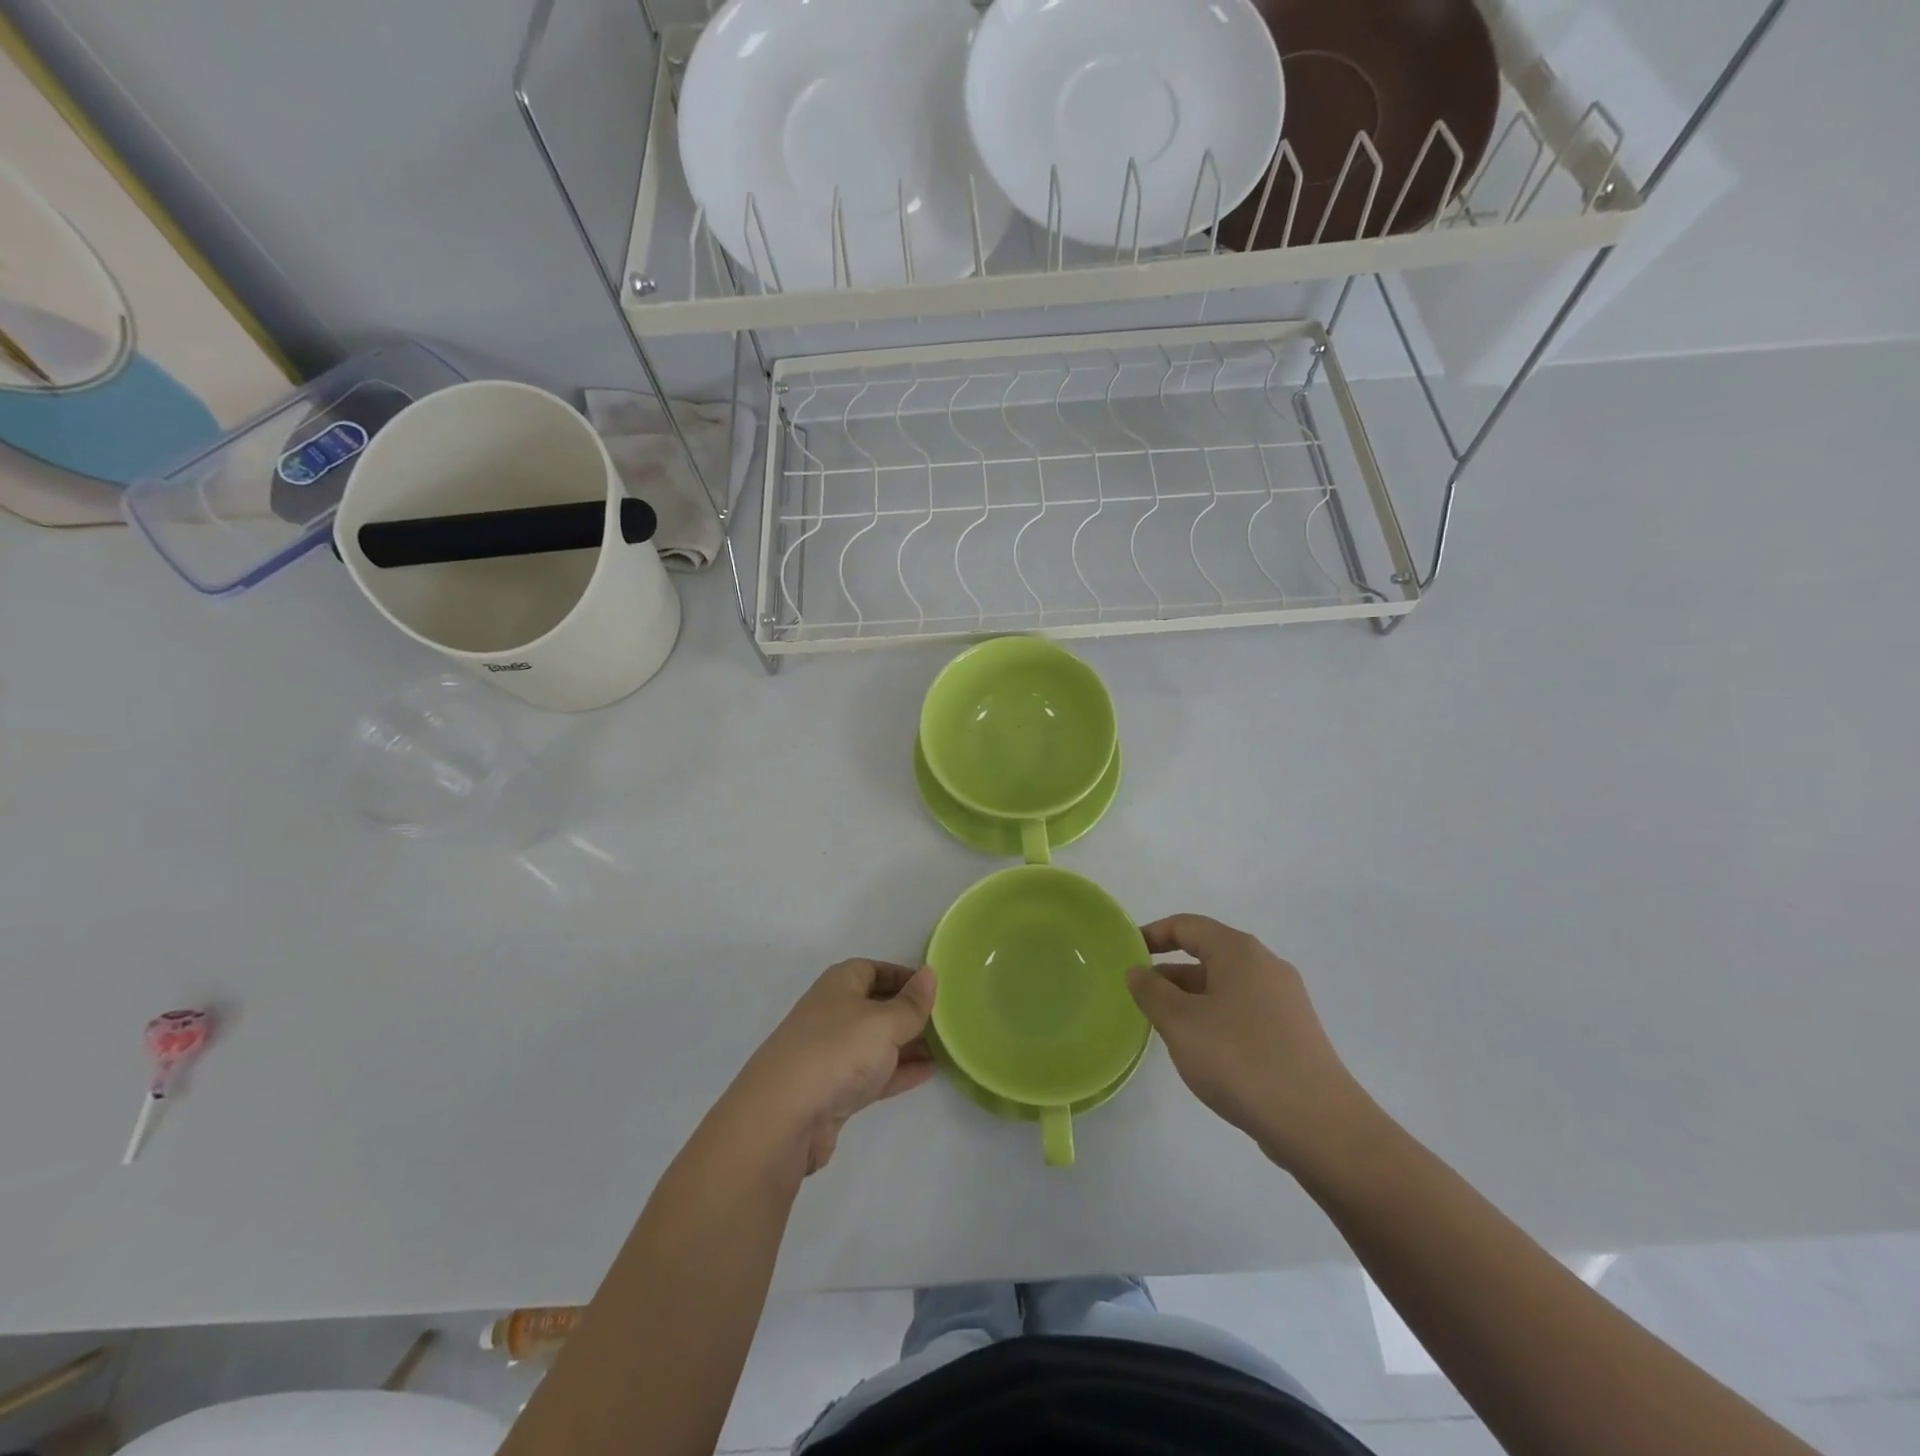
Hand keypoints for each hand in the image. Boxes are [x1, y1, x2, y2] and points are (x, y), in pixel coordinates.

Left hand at [726, 961, 936, 1175]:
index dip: (903, 976)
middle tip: (946, 1021)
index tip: (934, 988)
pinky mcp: (834, 1091)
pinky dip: (898, 1071)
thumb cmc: (837, 1051)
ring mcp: (831, 1054)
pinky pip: (873, 1073)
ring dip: (907, 1044)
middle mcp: (832, 1013)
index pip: (874, 968)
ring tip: (946, 1047)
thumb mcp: (884, 1022)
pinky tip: (928, 1072)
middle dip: (909, 1012)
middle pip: (876, 1005)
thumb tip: (930, 973)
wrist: (782, 1118)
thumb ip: (912, 1003)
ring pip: (876, 1042)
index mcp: (839, 985)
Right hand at [1127, 915, 1369, 1172]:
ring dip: (1190, 999)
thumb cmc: (1240, 1060)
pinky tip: (1203, 1052)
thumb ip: (1151, 992)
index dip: (1152, 934)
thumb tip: (1138, 971)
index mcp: (1239, 952)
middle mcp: (1265, 966)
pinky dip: (1215, 1019)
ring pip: (1224, 986)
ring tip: (1165, 1028)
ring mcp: (1284, 1001)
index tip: (1125, 954)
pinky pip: (1242, 1011)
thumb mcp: (1180, 1023)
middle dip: (1169, 973)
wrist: (1319, 1125)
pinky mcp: (1293, 1034)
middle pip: (1207, 954)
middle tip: (1139, 998)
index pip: (1186, 925)